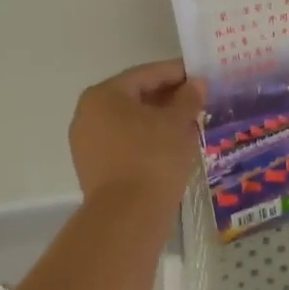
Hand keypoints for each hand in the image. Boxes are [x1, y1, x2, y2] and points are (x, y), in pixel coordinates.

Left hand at [70, 59, 207, 208]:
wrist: (128, 217)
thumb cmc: (153, 157)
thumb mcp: (177, 123)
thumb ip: (188, 98)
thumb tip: (197, 84)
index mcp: (104, 94)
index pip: (146, 74)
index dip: (177, 73)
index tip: (201, 75)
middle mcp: (88, 114)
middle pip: (135, 96)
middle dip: (168, 97)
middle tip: (198, 100)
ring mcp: (87, 143)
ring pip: (130, 121)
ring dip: (159, 119)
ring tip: (189, 123)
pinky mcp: (94, 168)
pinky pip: (125, 143)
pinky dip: (147, 139)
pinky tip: (172, 145)